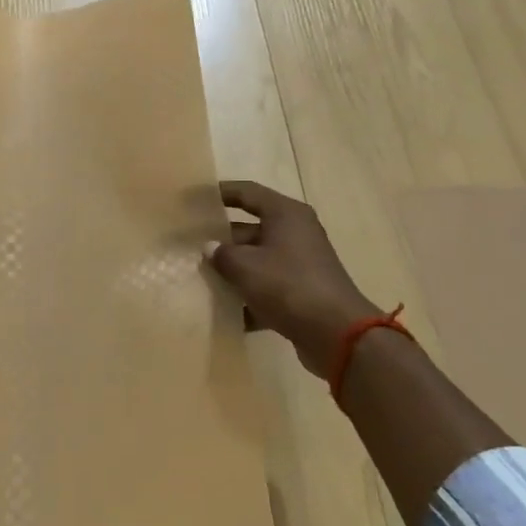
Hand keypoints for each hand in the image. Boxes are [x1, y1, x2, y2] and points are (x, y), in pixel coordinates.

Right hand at [204, 180, 380, 380]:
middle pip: (250, 228)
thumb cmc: (287, 285)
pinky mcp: (302, 292)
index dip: (221, 193)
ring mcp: (300, 264)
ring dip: (232, 270)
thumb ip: (221, 254)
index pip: (247, 192)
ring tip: (200, 278)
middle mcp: (296, 233)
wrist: (336, 334)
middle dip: (221, 239)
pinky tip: (225, 311)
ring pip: (257, 260)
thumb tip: (210, 248)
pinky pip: (268, 287)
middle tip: (189, 245)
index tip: (195, 198)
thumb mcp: (245, 266)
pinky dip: (249, 296)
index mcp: (285, 214)